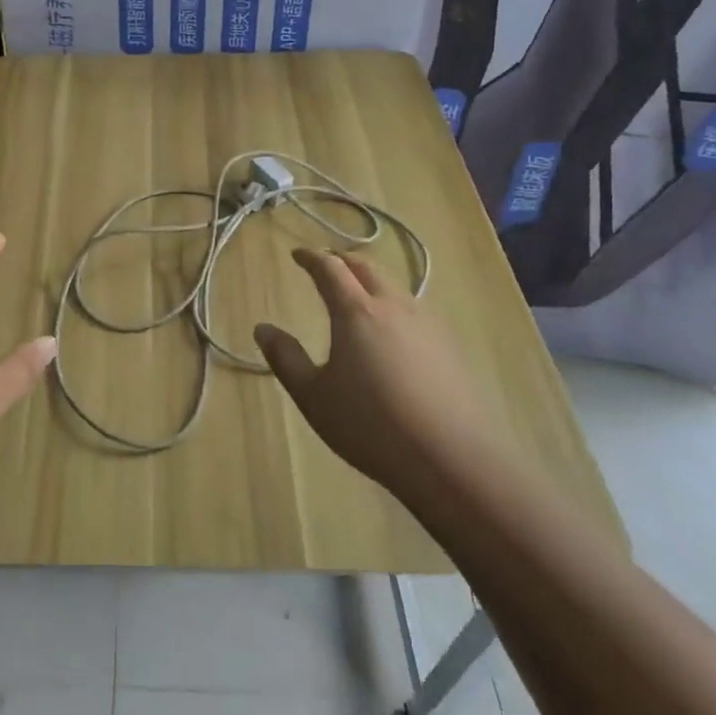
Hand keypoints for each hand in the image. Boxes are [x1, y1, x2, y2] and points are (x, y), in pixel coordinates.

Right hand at [254, 249, 489, 495]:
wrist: (453, 459)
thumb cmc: (371, 425)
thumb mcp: (313, 396)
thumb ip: (285, 358)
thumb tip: (262, 328)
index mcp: (355, 311)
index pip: (330, 268)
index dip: (311, 258)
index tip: (297, 255)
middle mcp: (393, 306)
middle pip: (366, 267)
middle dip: (342, 260)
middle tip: (326, 266)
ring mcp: (427, 324)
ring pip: (394, 286)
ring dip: (370, 281)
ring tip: (357, 295)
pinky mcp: (450, 347)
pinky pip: (414, 310)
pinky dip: (393, 306)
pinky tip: (392, 332)